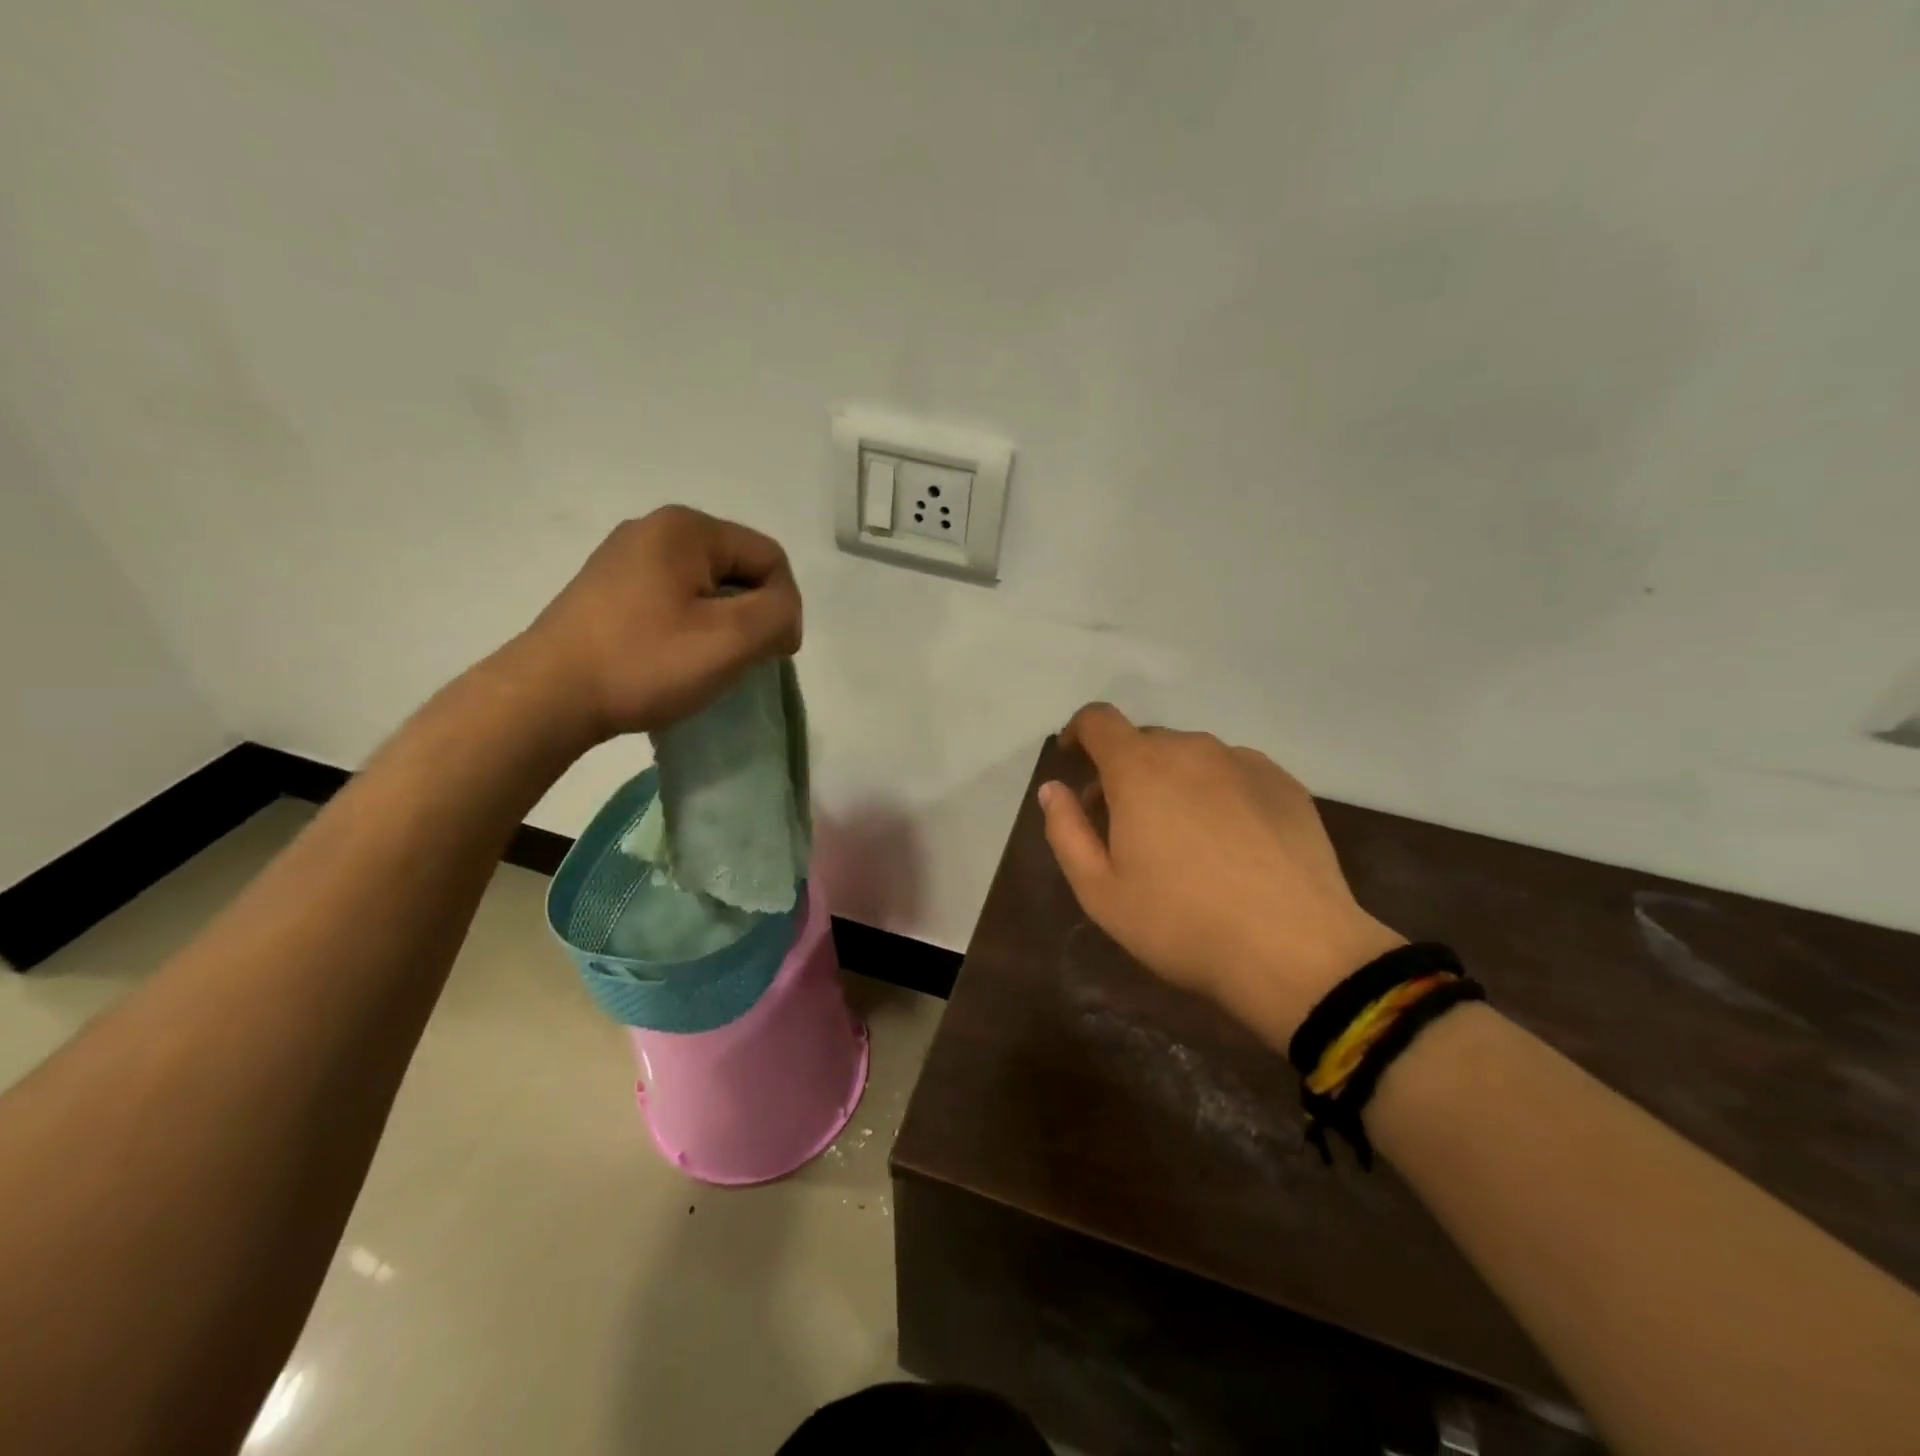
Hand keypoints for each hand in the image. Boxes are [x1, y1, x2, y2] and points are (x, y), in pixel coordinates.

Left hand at [514, 507, 801, 740]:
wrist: (548, 697)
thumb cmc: (645, 662)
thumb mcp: (731, 639)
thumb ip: (778, 614)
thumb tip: (781, 614)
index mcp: (686, 528)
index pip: (769, 557)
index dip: (784, 607)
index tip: (772, 656)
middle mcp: (654, 529)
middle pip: (738, 568)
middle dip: (751, 614)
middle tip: (739, 661)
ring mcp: (625, 557)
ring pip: (706, 586)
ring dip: (721, 624)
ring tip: (705, 663)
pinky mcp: (607, 588)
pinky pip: (673, 599)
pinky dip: (689, 627)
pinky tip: (673, 658)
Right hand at [1039, 703, 1404, 1049]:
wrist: (1295, 951)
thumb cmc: (1182, 923)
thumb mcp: (1100, 891)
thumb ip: (1066, 831)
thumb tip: (1053, 789)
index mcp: (1139, 768)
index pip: (1098, 720)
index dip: (1079, 732)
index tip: (1074, 759)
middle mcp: (1191, 749)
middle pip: (1145, 741)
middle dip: (1124, 771)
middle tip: (1124, 823)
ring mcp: (1244, 763)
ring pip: (1191, 757)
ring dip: (1172, 781)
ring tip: (1182, 837)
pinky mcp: (1284, 783)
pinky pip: (1234, 772)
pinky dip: (1216, 791)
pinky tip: (1230, 842)